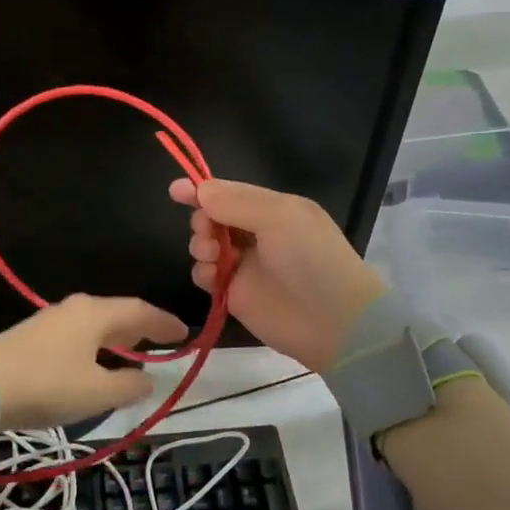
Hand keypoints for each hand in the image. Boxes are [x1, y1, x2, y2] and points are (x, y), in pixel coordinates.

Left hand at [0, 294, 186, 431]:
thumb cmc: (47, 385)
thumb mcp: (96, 392)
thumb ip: (127, 385)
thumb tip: (147, 380)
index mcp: (96, 314)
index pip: (139, 311)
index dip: (163, 323)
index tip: (184, 333)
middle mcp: (75, 308)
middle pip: (116, 313)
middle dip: (140, 327)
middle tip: (160, 341)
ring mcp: (50, 320)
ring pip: (94, 323)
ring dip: (116, 337)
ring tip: (131, 352)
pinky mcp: (32, 336)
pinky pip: (77, 334)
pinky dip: (95, 344)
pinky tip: (93, 362)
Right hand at [169, 178, 385, 370]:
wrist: (333, 321)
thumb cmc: (310, 258)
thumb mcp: (279, 216)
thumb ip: (235, 201)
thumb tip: (199, 189)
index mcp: (273, 208)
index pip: (229, 192)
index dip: (202, 190)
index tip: (175, 191)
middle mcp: (257, 233)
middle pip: (213, 217)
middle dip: (203, 219)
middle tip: (208, 231)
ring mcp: (245, 265)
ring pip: (205, 244)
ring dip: (201, 244)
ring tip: (213, 255)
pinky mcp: (234, 294)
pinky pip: (206, 275)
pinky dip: (203, 272)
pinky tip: (212, 276)